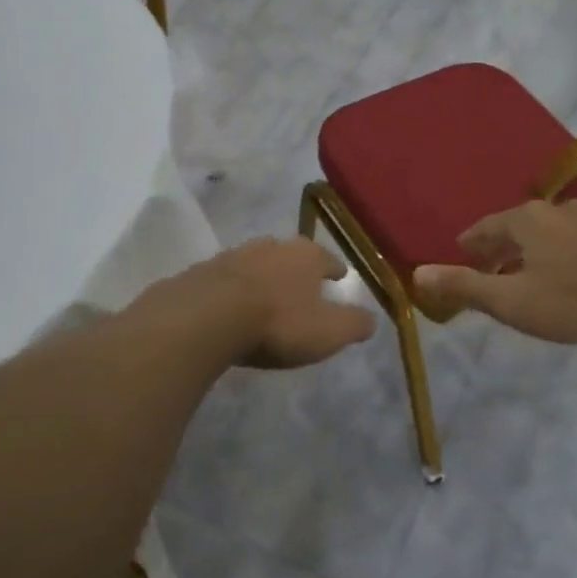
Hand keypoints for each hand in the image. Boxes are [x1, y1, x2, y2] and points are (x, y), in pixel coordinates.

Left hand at [193, 237, 376, 368]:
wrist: (208, 315)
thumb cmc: (278, 322)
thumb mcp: (329, 332)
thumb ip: (354, 324)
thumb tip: (372, 320)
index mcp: (306, 255)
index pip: (328, 259)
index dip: (336, 269)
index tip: (340, 276)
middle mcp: (273, 246)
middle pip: (291, 254)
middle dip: (297, 268)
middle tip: (302, 284)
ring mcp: (235, 254)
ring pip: (258, 262)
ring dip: (264, 276)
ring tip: (267, 294)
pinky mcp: (204, 271)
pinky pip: (227, 278)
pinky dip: (235, 288)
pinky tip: (233, 304)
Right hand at [413, 199, 576, 343]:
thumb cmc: (574, 300)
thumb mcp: (511, 301)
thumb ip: (464, 286)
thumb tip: (416, 274)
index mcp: (526, 220)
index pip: (485, 227)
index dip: (470, 244)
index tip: (461, 254)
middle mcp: (558, 210)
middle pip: (518, 227)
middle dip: (501, 248)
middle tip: (490, 269)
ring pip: (551, 233)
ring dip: (535, 251)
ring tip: (529, 273)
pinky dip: (565, 256)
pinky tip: (572, 275)